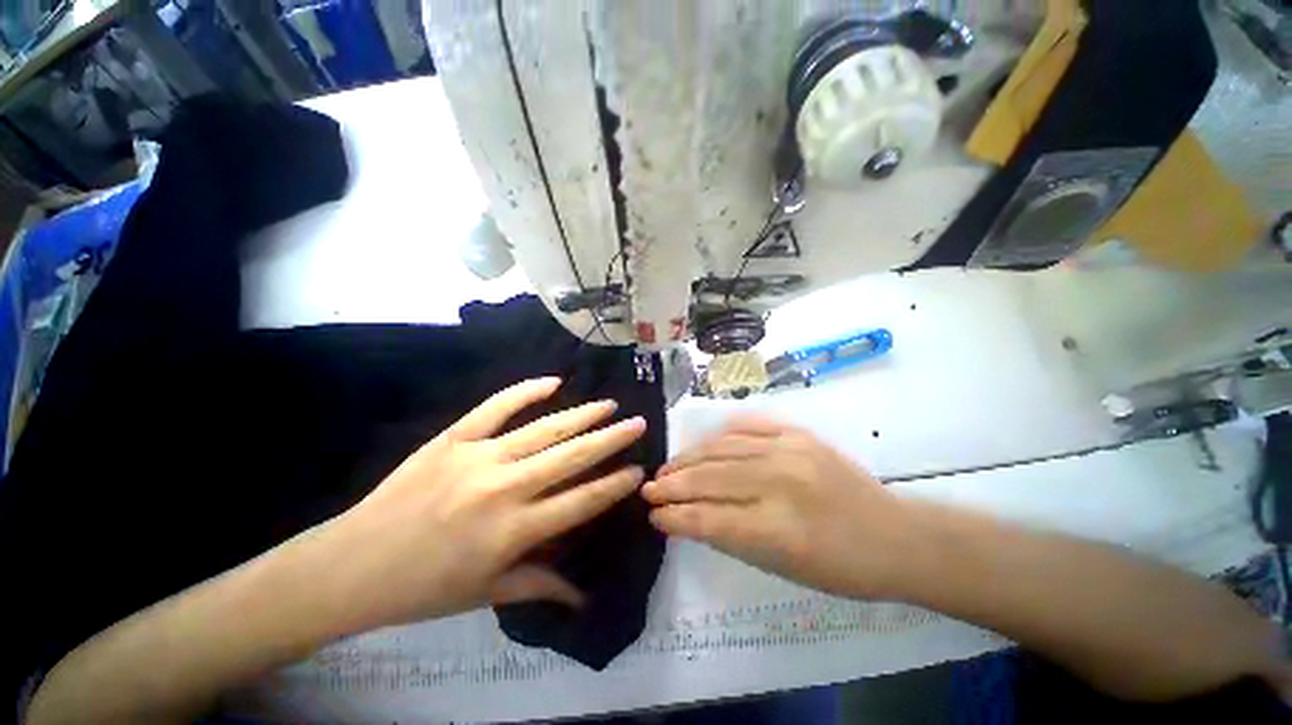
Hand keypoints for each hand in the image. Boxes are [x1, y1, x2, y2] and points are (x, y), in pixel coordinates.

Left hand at [321, 377, 646, 629]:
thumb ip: (539, 585)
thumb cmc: (422, 589)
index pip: (581, 502)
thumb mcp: (484, 595)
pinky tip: (553, 382)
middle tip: (638, 423)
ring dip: (582, 415)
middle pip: (571, 457)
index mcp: (514, 532)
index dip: (614, 484)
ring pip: (544, 429)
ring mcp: (479, 457)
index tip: (638, 469)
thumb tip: (584, 596)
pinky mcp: (453, 438)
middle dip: (611, 439)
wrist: (351, 565)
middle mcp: (504, 489)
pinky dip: (526, 391)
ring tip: (609, 405)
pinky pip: (496, 407)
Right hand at [642, 416, 910, 599]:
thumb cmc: (842, 568)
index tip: (653, 514)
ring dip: (689, 458)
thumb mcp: (783, 569)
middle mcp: (780, 482)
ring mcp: (790, 450)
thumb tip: (691, 518)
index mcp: (779, 528)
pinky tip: (705, 445)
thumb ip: (732, 537)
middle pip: (710, 477)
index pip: (709, 518)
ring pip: (723, 448)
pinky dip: (720, 436)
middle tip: (649, 487)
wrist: (897, 535)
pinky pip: (748, 426)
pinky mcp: (798, 434)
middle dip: (672, 484)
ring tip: (669, 467)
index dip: (675, 516)